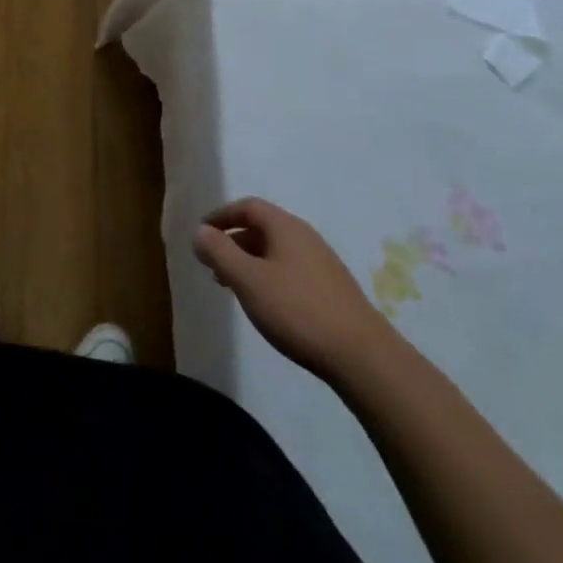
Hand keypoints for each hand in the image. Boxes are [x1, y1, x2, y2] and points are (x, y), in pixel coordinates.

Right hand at [193, 197, 392, 381]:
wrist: (362, 356)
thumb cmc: (297, 310)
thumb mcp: (248, 279)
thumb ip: (219, 252)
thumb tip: (200, 231)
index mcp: (286, 227)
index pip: (248, 207)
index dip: (221, 215)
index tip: (201, 232)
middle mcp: (305, 237)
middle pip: (262, 228)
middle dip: (233, 242)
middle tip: (211, 264)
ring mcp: (321, 264)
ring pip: (275, 252)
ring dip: (249, 262)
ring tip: (231, 286)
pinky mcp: (331, 290)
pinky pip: (289, 270)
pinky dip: (267, 277)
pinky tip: (264, 304)